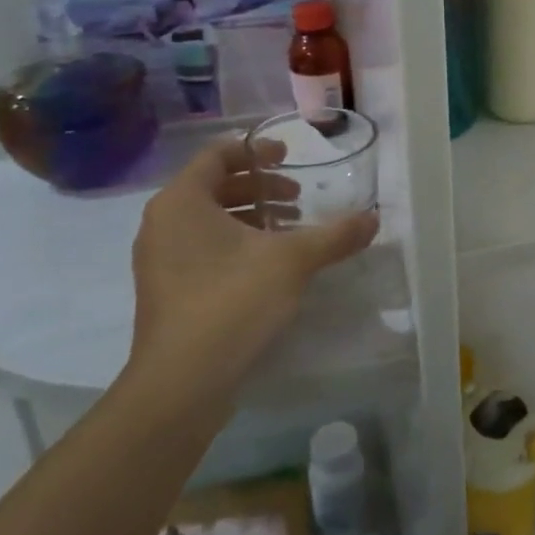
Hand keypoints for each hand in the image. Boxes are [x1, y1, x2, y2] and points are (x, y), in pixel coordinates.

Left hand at [126, 135, 376, 422]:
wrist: (183, 383)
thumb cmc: (232, 301)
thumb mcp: (293, 261)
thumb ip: (335, 235)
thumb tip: (374, 218)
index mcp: (182, 202)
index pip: (217, 155)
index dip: (255, 151)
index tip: (288, 158)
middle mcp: (163, 224)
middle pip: (214, 187)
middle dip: (260, 189)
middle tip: (298, 200)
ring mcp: (160, 260)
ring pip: (209, 221)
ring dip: (252, 218)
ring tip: (291, 231)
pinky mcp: (168, 291)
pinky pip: (203, 249)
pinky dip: (237, 245)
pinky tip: (271, 266)